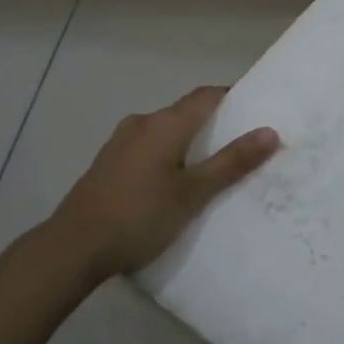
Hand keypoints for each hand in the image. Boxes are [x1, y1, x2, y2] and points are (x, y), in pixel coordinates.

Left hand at [49, 87, 279, 280]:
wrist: (74, 247)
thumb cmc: (140, 215)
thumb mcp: (193, 193)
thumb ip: (232, 162)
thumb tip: (270, 131)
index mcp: (165, 123)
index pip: (207, 95)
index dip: (233, 98)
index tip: (257, 113)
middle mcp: (143, 122)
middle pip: (186, 112)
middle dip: (214, 125)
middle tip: (242, 147)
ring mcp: (121, 142)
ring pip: (166, 132)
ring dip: (189, 143)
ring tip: (212, 169)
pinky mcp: (109, 163)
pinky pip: (149, 148)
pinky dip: (168, 156)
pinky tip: (174, 183)